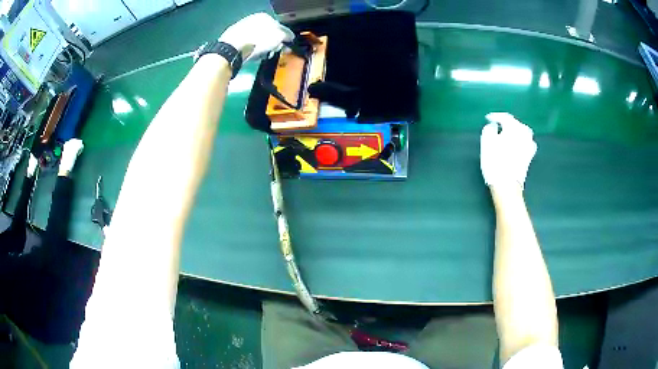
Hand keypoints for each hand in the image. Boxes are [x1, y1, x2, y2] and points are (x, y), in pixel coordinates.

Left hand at [219, 13, 293, 61]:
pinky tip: (254, 57)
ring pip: (258, 41)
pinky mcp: (234, 41)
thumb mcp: (279, 36)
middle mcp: (252, 21)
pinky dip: (253, 52)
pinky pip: (249, 47)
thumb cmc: (259, 40)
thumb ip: (286, 35)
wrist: (234, 49)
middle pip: (267, 34)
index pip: (279, 26)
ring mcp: (242, 30)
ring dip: (263, 49)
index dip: (284, 36)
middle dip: (272, 43)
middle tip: (275, 51)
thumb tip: (289, 37)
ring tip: (265, 56)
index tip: (286, 45)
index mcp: (264, 17)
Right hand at [480, 112, 536, 189]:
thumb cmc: (495, 162)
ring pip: (524, 132)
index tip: (488, 118)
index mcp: (513, 128)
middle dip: (508, 123)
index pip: (505, 117)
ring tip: (509, 134)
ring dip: (516, 131)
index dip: (495, 116)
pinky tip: (519, 144)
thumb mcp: (486, 142)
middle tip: (498, 125)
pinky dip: (523, 141)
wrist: (507, 185)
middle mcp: (524, 134)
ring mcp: (529, 146)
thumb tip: (495, 126)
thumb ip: (489, 129)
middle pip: (516, 124)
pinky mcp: (530, 157)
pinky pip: (528, 143)